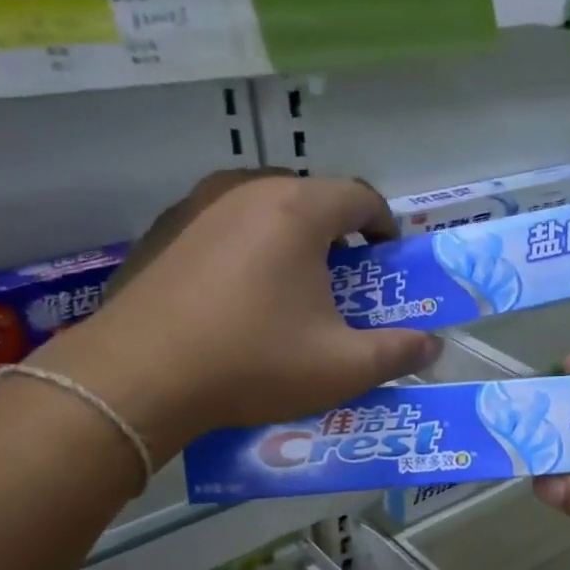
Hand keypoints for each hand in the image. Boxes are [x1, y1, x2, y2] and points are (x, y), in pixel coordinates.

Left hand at [33, 170, 439, 460]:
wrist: (136, 379)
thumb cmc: (253, 363)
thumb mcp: (343, 367)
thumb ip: (398, 353)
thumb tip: (432, 346)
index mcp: (298, 210)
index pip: (360, 195)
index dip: (385, 226)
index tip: (389, 260)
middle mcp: (246, 190)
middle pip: (311, 197)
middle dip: (337, 234)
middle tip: (344, 281)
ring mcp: (195, 206)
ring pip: (263, 208)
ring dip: (289, 239)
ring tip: (292, 287)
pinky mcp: (160, 232)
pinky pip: (221, 226)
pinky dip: (245, 249)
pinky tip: (237, 297)